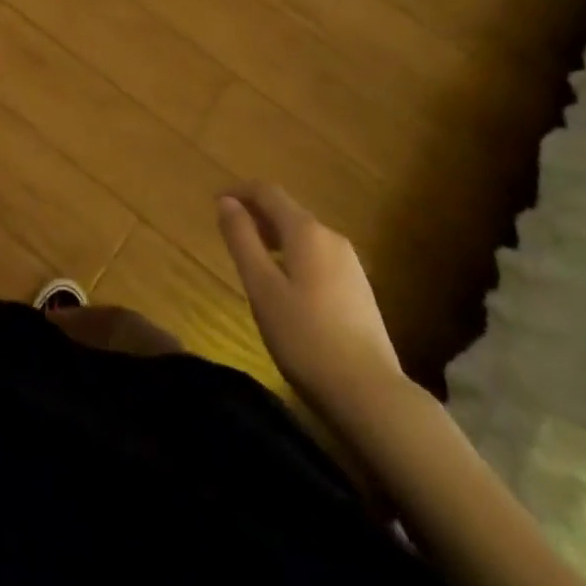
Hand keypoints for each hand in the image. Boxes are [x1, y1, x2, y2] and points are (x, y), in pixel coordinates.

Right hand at [218, 182, 401, 421]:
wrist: (371, 394)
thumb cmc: (305, 336)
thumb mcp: (261, 287)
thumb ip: (241, 239)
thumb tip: (226, 202)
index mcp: (307, 231)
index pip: (268, 192)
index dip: (239, 192)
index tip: (215, 203)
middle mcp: (331, 238)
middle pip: (288, 211)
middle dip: (256, 215)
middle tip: (229, 233)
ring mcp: (350, 264)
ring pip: (304, 236)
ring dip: (274, 237)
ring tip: (252, 260)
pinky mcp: (359, 290)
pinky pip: (317, 257)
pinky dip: (293, 256)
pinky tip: (284, 286)